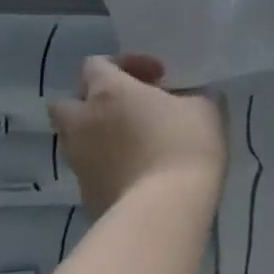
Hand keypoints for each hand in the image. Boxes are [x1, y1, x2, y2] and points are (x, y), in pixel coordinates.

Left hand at [48, 55, 225, 218]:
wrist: (164, 210)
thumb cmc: (185, 146)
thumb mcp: (204, 109)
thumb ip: (190, 96)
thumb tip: (186, 99)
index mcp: (108, 91)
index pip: (95, 64)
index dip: (124, 65)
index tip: (157, 78)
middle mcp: (82, 121)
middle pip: (68, 102)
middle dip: (93, 102)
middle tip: (128, 110)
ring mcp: (78, 159)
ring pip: (73, 138)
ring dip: (95, 134)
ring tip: (131, 143)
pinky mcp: (83, 193)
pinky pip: (88, 169)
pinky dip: (104, 165)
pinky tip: (135, 173)